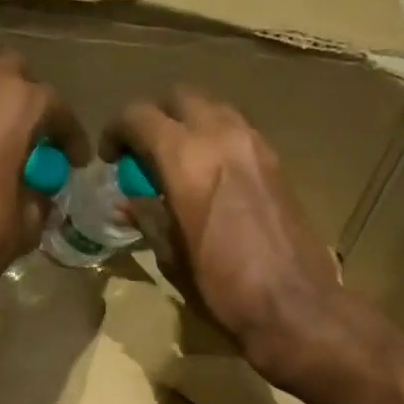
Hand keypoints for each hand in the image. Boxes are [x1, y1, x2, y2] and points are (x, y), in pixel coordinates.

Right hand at [112, 89, 342, 380]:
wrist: (293, 305)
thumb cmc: (223, 290)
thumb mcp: (173, 259)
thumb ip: (149, 219)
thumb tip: (130, 202)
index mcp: (186, 160)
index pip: (140, 117)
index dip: (117, 131)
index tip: (111, 157)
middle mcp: (221, 136)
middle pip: (180, 98)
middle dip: (156, 119)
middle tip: (145, 156)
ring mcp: (255, 145)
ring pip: (213, 109)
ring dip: (190, 125)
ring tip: (179, 164)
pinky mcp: (277, 161)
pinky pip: (238, 131)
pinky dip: (218, 140)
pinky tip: (212, 177)